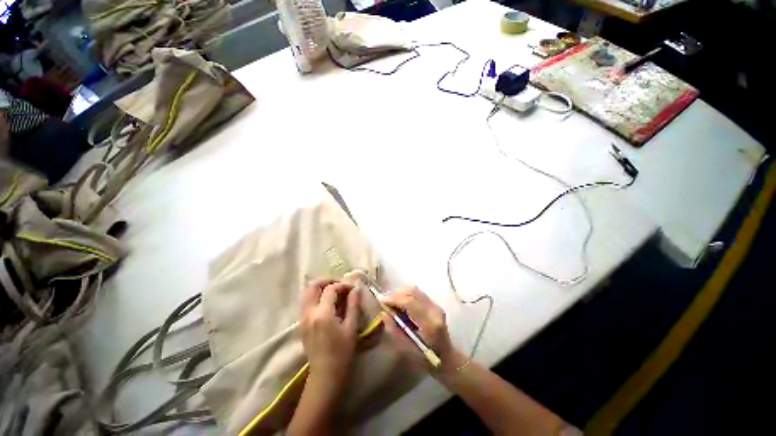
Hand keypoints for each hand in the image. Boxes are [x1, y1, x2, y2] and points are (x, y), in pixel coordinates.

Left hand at [300, 278, 360, 385]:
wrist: (325, 376)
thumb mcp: (351, 328)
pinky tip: (328, 303)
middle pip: (313, 286)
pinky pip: (306, 302)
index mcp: (322, 314)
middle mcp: (309, 313)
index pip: (330, 289)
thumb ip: (353, 305)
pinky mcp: (302, 324)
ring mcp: (303, 318)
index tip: (353, 289)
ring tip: (335, 292)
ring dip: (321, 288)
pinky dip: (316, 296)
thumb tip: (356, 289)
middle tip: (341, 285)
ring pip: (307, 293)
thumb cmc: (342, 353)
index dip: (343, 285)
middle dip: (327, 281)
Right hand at [379, 287, 464, 375]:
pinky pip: (418, 294)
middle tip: (384, 300)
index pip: (410, 302)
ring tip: (391, 301)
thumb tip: (383, 313)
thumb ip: (394, 330)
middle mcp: (434, 310)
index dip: (394, 299)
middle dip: (396, 293)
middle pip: (413, 292)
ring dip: (401, 293)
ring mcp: (436, 306)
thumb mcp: (406, 349)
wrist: (446, 359)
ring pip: (415, 290)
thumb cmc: (425, 359)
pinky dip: (407, 295)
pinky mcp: (435, 304)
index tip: (381, 300)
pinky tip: (400, 302)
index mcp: (429, 323)